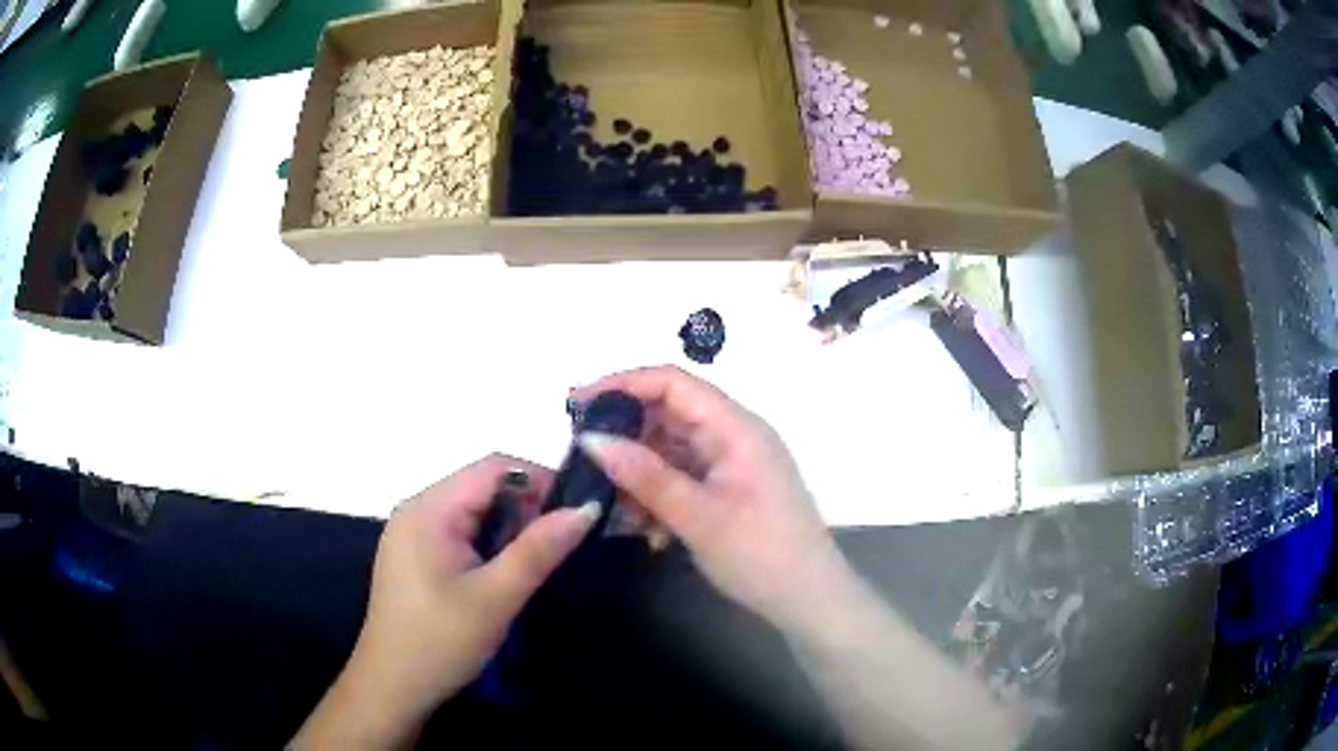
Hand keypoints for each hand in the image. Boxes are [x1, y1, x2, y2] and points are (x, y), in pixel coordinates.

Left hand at [293, 455, 598, 748]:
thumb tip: (587, 508)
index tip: (578, 510)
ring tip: (540, 560)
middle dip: (527, 507)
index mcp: (429, 509)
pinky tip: (505, 573)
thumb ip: (540, 549)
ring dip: (510, 528)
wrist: (394, 686)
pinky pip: (460, 532)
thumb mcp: (497, 597)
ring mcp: (412, 533)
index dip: (540, 479)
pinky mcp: (415, 556)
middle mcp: (417, 510)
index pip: (494, 467)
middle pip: (482, 486)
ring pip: (473, 511)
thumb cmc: (442, 641)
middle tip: (563, 543)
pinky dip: (489, 543)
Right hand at [573, 366, 851, 630]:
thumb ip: (644, 475)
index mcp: (736, 428)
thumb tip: (590, 439)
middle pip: (670, 413)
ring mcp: (732, 463)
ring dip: (639, 471)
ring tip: (608, 500)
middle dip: (625, 433)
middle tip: (582, 457)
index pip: (673, 383)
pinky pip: (683, 476)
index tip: (576, 404)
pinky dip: (658, 493)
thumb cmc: (760, 555)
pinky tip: (642, 525)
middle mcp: (735, 435)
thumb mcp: (698, 517)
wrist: (808, 600)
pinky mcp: (729, 488)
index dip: (623, 384)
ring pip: (672, 449)